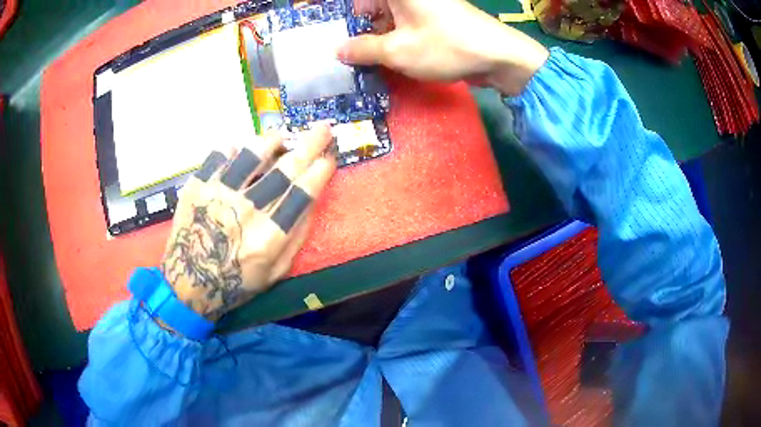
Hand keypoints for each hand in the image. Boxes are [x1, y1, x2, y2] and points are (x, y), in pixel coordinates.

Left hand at [161, 126, 336, 319]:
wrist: (188, 282)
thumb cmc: (235, 282)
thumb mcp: (275, 272)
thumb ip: (296, 238)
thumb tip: (311, 202)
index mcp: (269, 237)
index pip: (303, 194)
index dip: (320, 172)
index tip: (329, 158)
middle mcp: (247, 211)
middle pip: (285, 169)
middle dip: (309, 145)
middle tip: (322, 129)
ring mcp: (219, 195)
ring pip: (251, 155)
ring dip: (271, 140)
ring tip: (279, 136)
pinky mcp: (197, 187)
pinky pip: (218, 155)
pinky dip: (232, 148)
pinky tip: (239, 149)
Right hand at [340, 0, 548, 95]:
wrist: (499, 56)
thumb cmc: (445, 46)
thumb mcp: (397, 51)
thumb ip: (362, 49)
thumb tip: (337, 50)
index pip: (361, 2)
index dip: (349, 17)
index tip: (339, 37)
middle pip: (374, 6)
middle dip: (361, 28)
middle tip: (350, 52)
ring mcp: (426, 4)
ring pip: (390, 16)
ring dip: (378, 36)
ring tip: (367, 59)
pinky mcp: (437, 17)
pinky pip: (407, 23)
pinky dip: (396, 37)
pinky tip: (391, 56)